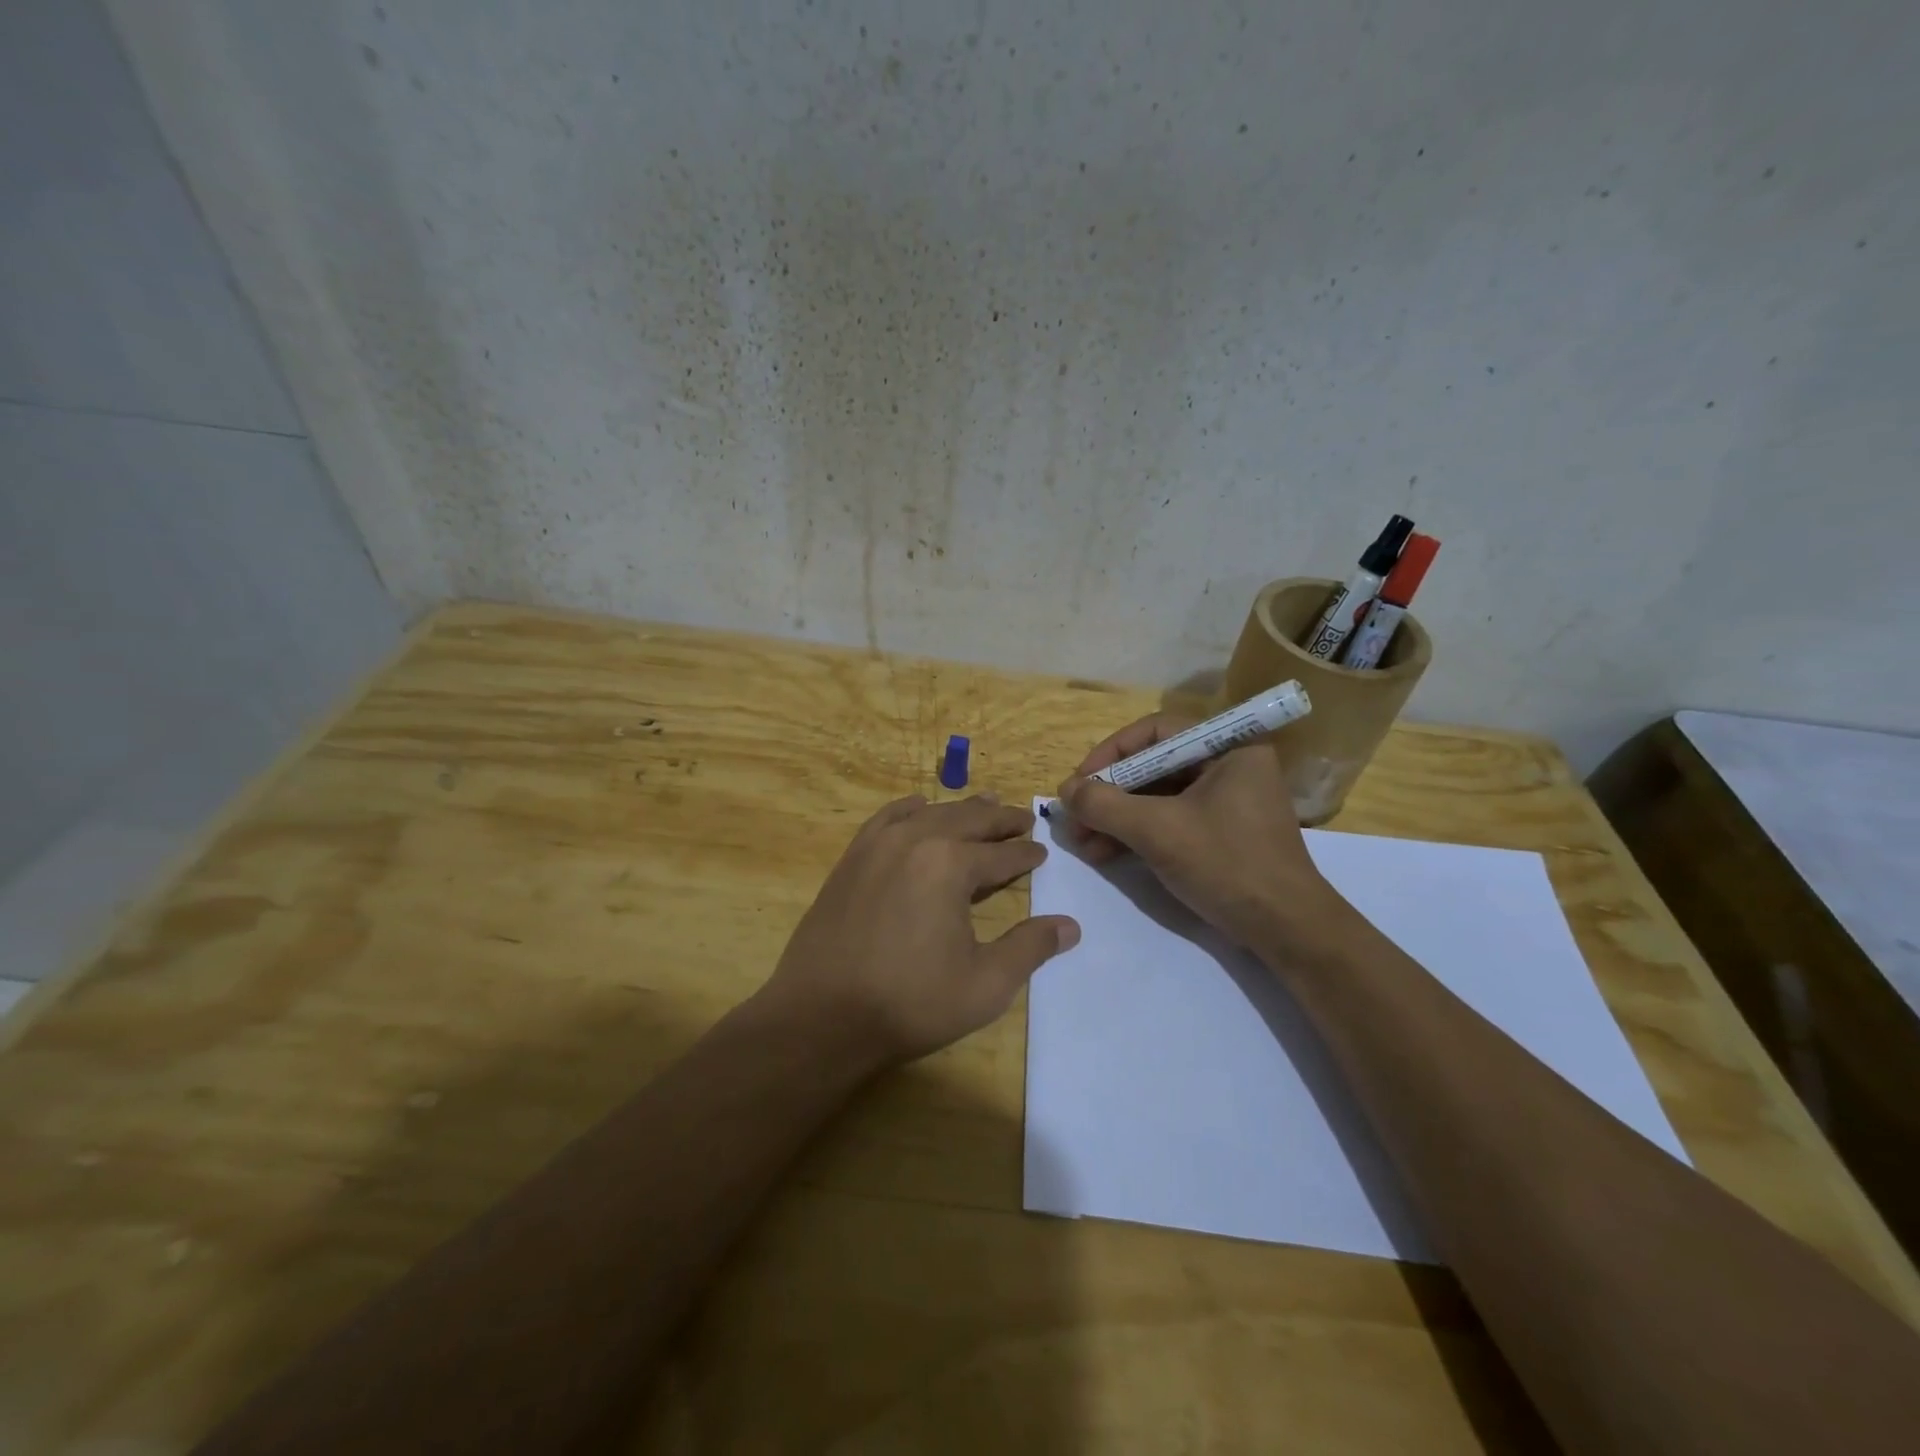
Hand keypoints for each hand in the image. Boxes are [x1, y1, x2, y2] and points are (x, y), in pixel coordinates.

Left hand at [760, 794, 1079, 1071]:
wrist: (822, 1015)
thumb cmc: (911, 1002)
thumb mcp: (985, 984)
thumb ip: (1030, 948)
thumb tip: (1070, 926)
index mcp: (951, 864)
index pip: (1001, 853)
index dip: (1025, 853)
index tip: (1041, 852)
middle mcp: (916, 839)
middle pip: (969, 820)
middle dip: (1000, 819)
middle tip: (1023, 818)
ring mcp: (878, 844)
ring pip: (931, 813)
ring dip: (962, 810)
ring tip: (984, 805)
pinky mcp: (852, 858)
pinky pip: (886, 818)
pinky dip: (910, 809)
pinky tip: (919, 807)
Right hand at [1057, 713, 1345, 951]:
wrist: (1287, 930)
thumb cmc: (1227, 865)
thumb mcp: (1158, 831)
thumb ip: (1105, 805)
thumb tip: (1065, 790)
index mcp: (1229, 748)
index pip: (1155, 732)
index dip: (1110, 753)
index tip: (1080, 782)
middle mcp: (1228, 765)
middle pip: (1153, 765)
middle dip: (1109, 794)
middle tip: (1075, 818)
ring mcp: (1226, 800)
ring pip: (1156, 796)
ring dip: (1116, 818)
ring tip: (1083, 844)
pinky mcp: (1220, 832)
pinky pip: (1169, 819)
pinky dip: (1136, 833)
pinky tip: (1105, 853)